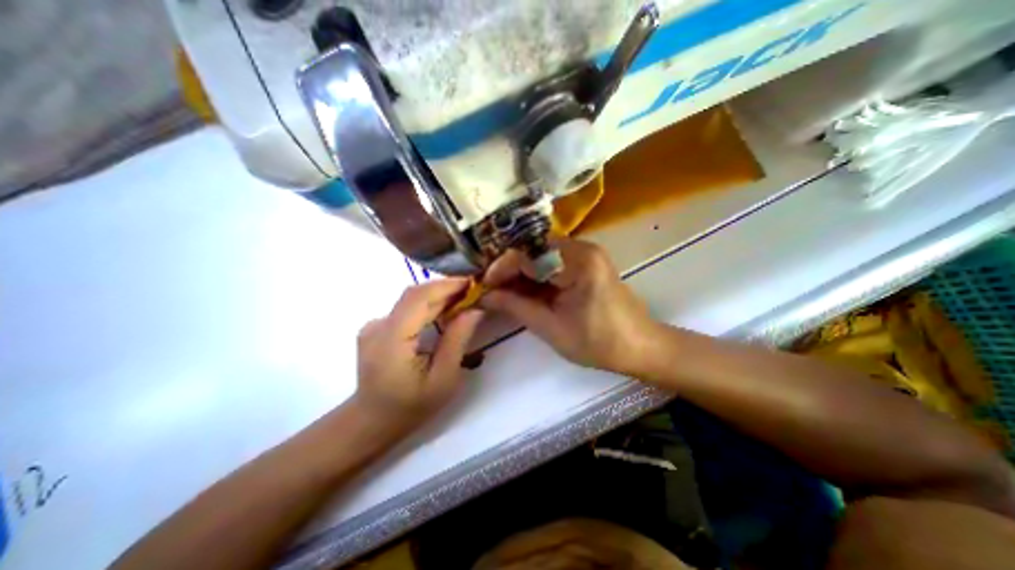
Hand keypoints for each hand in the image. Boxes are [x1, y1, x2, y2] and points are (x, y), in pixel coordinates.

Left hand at [357, 279, 482, 421]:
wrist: (372, 421)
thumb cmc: (411, 406)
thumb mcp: (443, 378)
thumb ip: (458, 340)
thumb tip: (475, 309)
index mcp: (392, 339)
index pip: (420, 298)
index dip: (447, 285)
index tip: (473, 283)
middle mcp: (379, 325)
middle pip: (415, 294)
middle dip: (447, 289)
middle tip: (473, 291)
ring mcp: (374, 325)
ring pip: (411, 298)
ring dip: (439, 295)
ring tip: (463, 300)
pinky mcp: (377, 327)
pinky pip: (406, 308)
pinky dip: (428, 305)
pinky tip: (443, 312)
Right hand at [480, 236, 659, 372]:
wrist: (640, 347)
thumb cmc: (598, 342)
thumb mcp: (551, 327)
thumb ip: (516, 307)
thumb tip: (485, 296)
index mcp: (578, 260)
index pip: (528, 254)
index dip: (501, 268)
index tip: (484, 286)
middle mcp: (582, 248)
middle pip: (534, 252)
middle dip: (510, 272)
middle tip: (492, 292)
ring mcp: (586, 254)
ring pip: (541, 258)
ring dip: (522, 275)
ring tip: (503, 294)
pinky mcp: (586, 264)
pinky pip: (553, 265)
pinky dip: (537, 278)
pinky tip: (524, 292)